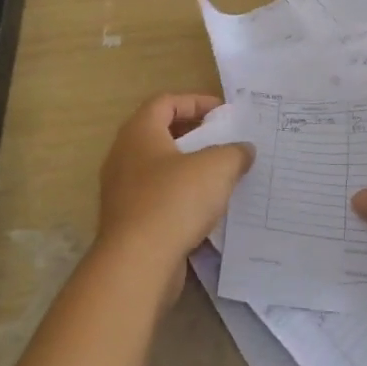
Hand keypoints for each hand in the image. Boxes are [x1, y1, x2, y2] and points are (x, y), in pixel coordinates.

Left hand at [96, 94, 253, 278]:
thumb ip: (235, 152)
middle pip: (161, 134)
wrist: (137, 264)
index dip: (195, 101)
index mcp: (139, 133)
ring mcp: (122, 191)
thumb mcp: (217, 167)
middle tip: (224, 141)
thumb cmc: (174, 201)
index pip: (165, 102)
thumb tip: (243, 150)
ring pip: (160, 169)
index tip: (223, 113)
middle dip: (194, 135)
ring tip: (220, 175)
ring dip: (189, 169)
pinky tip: (206, 209)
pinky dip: (181, 197)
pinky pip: (158, 198)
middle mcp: (124, 156)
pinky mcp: (128, 221)